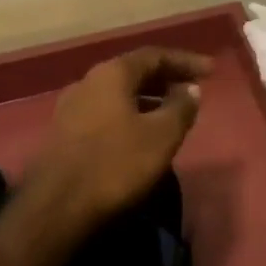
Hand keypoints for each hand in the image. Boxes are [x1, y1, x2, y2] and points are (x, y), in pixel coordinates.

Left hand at [29, 46, 212, 226]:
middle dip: (166, 79)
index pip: (154, 55)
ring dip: (148, 99)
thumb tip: (190, 89)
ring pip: (119, 94)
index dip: (185, 61)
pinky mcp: (63, 134)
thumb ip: (180, 108)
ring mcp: (71, 108)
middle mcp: (88, 82)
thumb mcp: (161, 136)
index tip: (210, 71)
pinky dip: (130, 115)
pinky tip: (142, 135)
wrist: (54, 209)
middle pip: (134, 72)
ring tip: (172, 113)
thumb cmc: (114, 165)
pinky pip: (106, 113)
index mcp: (112, 74)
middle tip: (193, 90)